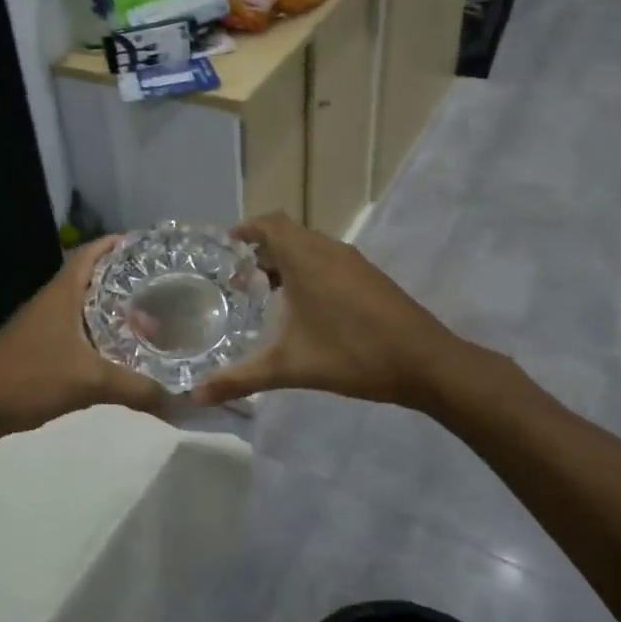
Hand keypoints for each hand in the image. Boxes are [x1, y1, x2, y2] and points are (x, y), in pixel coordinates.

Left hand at [0, 237, 169, 444]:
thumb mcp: (89, 382)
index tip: (150, 246)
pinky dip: (98, 334)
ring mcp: (42, 325)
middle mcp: (52, 301)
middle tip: (161, 285)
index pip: (91, 252)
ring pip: (83, 307)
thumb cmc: (29, 377)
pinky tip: (118, 351)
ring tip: (148, 317)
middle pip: (91, 277)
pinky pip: (76, 331)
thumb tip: (180, 400)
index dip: (118, 244)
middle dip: (124, 278)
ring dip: (111, 308)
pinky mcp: (38, 348)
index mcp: (61, 293)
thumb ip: (136, 388)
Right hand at [190, 214, 463, 409]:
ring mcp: (353, 263)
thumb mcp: (289, 368)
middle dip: (262, 250)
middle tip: (240, 279)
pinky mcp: (370, 277)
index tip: (226, 247)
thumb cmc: (353, 355)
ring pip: (311, 247)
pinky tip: (306, 308)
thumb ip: (239, 380)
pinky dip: (309, 270)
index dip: (246, 229)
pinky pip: (329, 260)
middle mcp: (328, 251)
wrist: (426, 363)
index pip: (270, 223)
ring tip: (268, 293)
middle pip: (288, 234)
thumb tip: (194, 397)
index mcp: (306, 259)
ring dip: (287, 261)